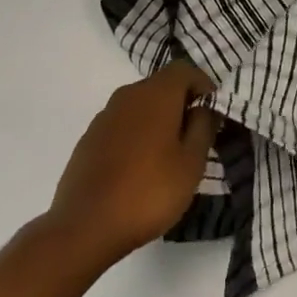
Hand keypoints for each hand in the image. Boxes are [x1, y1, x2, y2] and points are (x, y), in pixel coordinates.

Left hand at [45, 61, 220, 272]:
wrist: (84, 227)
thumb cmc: (148, 192)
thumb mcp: (191, 164)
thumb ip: (203, 127)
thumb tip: (205, 107)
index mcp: (156, 94)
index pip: (185, 69)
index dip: (203, 85)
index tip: (212, 112)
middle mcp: (128, 95)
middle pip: (161, 85)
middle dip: (181, 104)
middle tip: (194, 137)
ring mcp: (104, 116)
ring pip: (140, 106)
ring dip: (158, 120)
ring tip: (168, 156)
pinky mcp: (89, 139)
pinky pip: (122, 125)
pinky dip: (136, 135)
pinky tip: (138, 168)